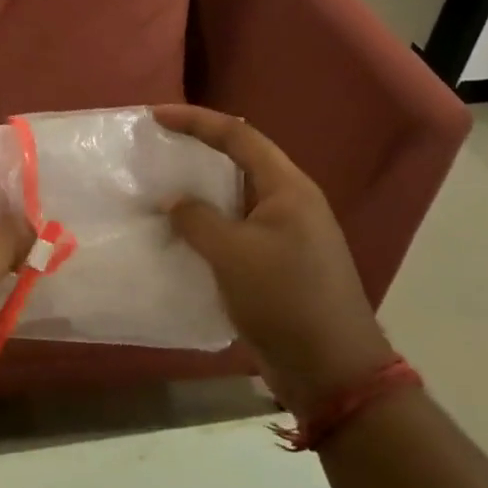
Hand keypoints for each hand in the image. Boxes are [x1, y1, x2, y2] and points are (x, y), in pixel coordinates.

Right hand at [154, 104, 393, 416]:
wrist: (332, 371)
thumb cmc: (284, 300)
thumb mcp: (233, 254)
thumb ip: (198, 219)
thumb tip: (173, 201)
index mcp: (288, 188)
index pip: (239, 136)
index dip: (196, 121)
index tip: (156, 116)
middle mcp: (290, 202)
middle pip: (240, 160)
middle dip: (198, 150)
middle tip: (157, 148)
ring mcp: (286, 234)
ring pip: (236, 197)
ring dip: (200, 191)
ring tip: (160, 188)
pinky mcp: (277, 263)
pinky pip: (236, 229)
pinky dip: (208, 225)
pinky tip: (180, 235)